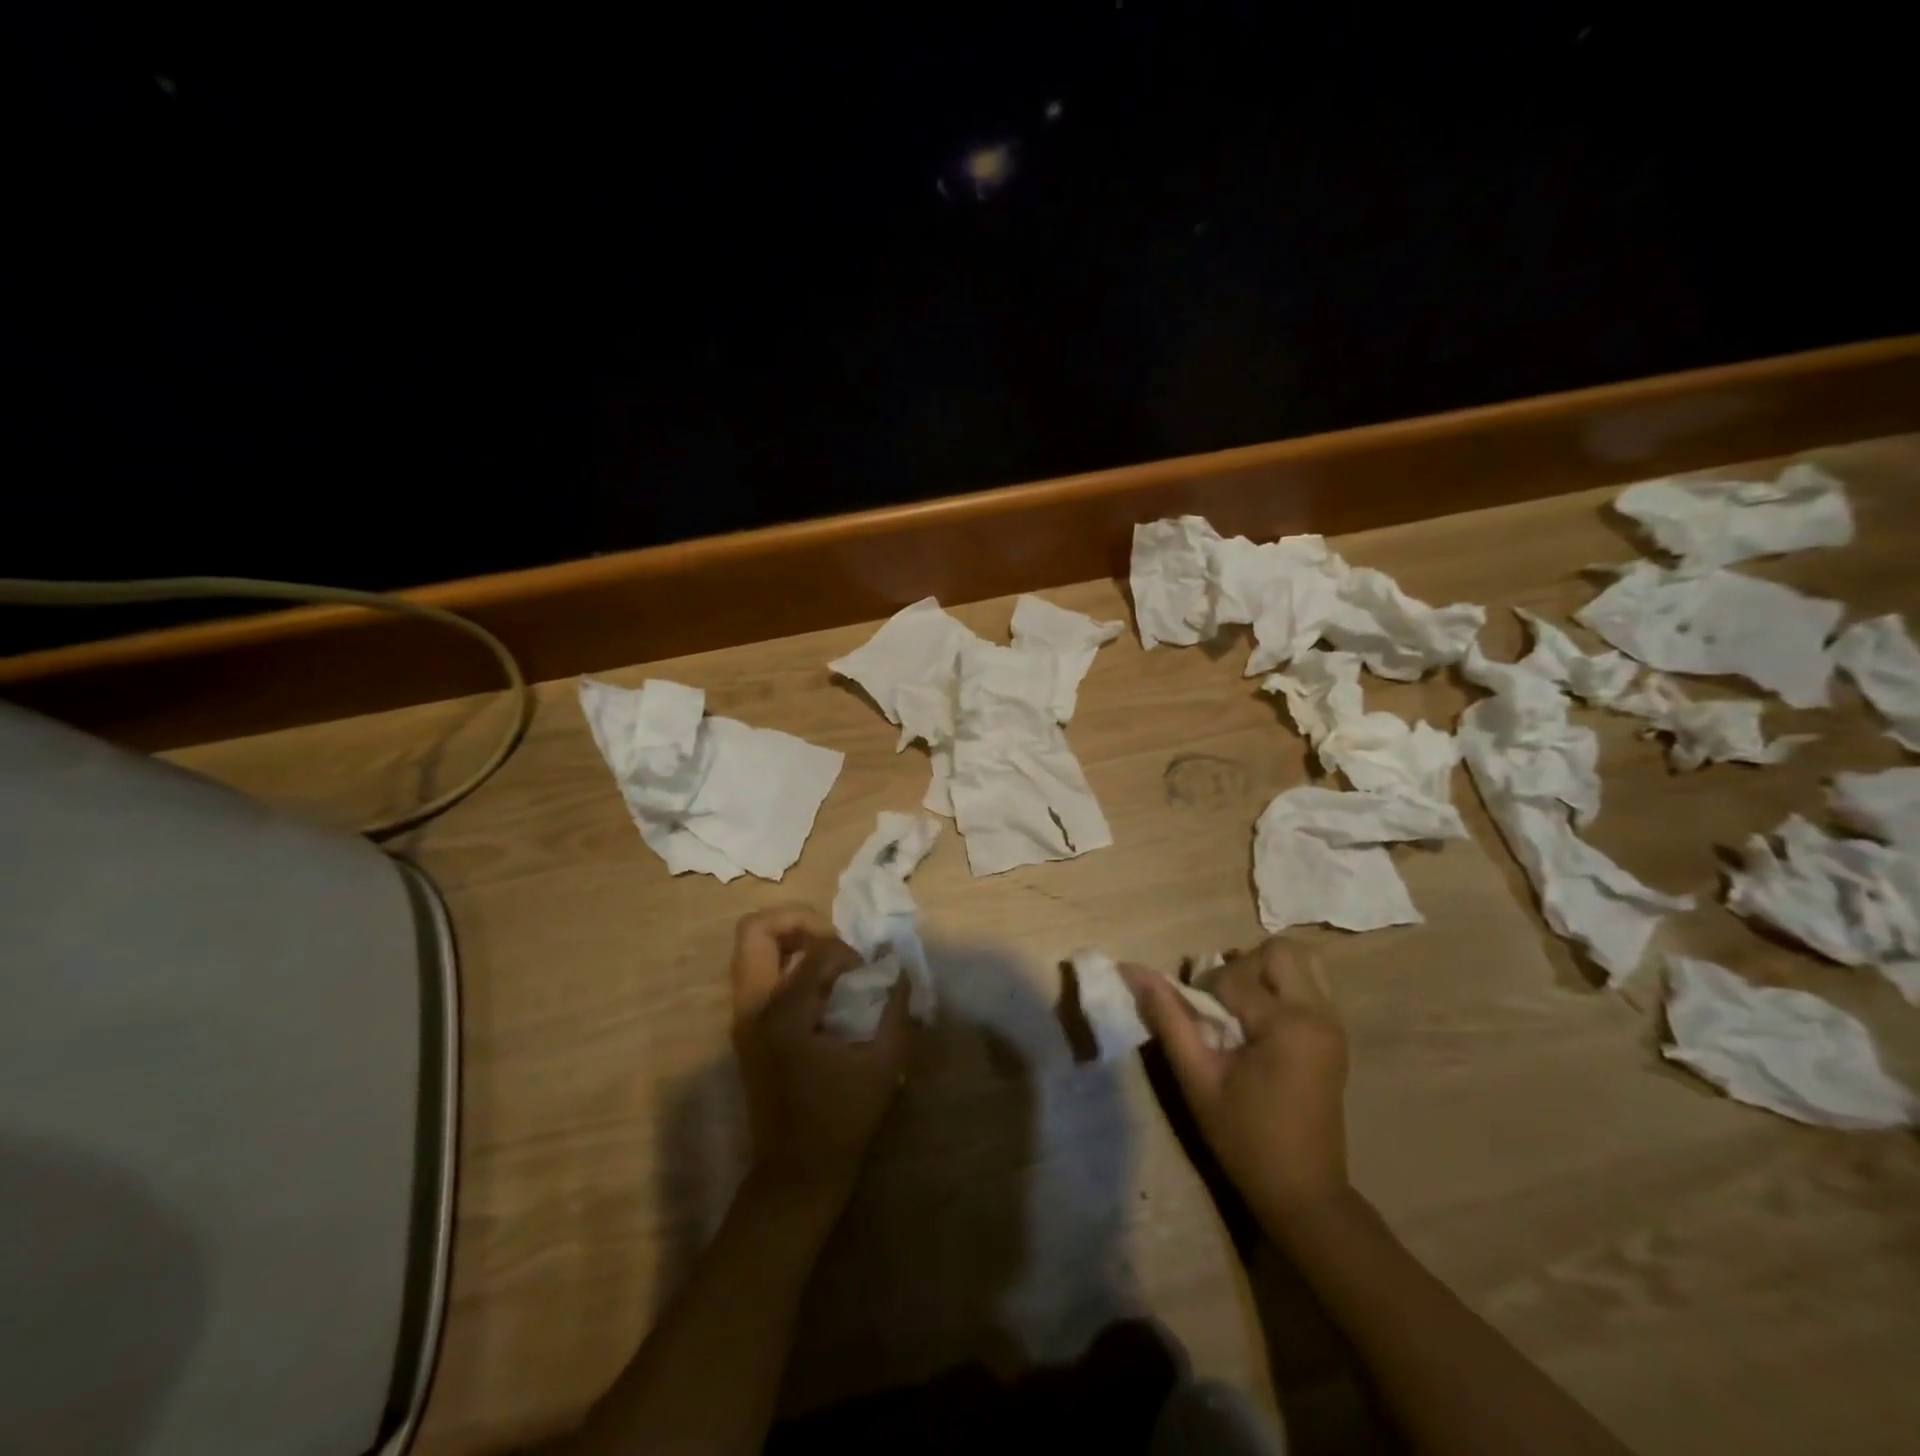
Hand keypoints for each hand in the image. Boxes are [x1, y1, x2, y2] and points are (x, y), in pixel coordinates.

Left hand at [729, 906, 911, 1209]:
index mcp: (783, 1016)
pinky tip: (820, 987)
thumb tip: (899, 969)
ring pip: (752, 949)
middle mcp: (753, 1008)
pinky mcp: (746, 1029)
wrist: (796, 1175)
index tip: (868, 973)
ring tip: (829, 960)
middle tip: (834, 941)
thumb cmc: (841, 1121)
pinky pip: (758, 973)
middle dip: (798, 921)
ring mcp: (743, 1018)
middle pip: (756, 931)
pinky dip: (787, 963)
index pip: (813, 952)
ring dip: (791, 940)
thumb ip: (894, 1010)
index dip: (846, 952)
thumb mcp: (882, 1064)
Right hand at [1124, 936, 1349, 1224]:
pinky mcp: (1335, 1034)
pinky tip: (1261, 1023)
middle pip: (1278, 951)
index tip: (1200, 1029)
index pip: (1233, 976)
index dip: (1205, 994)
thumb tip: (1131, 969)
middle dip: (1242, 968)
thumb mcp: (1197, 1078)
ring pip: (1300, 962)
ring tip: (1243, 1010)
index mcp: (1287, 1024)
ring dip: (1265, 973)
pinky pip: (1311, 984)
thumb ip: (1168, 1017)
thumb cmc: (1245, 1139)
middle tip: (1223, 1007)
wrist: (1303, 1194)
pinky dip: (1282, 987)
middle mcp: (1319, 1013)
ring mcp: (1334, 1023)